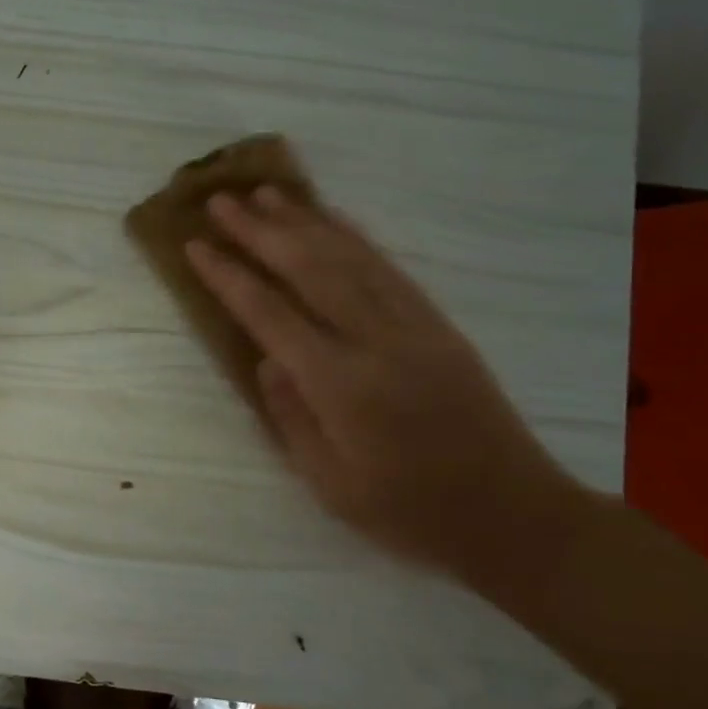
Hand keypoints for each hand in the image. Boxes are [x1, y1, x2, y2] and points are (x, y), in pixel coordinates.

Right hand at [186, 187, 589, 578]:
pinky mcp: (438, 324)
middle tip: (221, 201)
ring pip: (349, 258)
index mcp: (341, 386)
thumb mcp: (330, 484)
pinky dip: (354, 236)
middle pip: (309, 270)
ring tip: (267, 193)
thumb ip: (291, 416)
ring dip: (304, 221)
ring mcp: (413, 326)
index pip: (270, 315)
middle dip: (259, 231)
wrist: (512, 515)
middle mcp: (376, 342)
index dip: (229, 277)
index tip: (195, 246)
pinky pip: (388, 267)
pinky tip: (331, 219)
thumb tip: (266, 359)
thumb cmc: (408, 512)